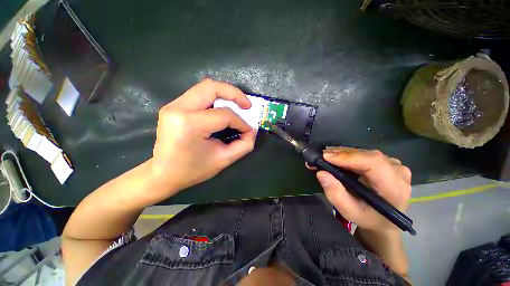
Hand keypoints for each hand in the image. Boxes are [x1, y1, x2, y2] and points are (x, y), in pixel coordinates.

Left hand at [150, 79, 256, 198]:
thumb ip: (244, 145)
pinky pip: (199, 94)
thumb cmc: (193, 170)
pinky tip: (222, 108)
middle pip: (212, 88)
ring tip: (237, 105)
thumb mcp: (224, 160)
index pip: (224, 115)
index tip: (248, 130)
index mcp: (190, 124)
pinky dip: (215, 98)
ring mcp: (173, 105)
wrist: (162, 174)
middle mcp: (179, 109)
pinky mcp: (173, 106)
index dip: (241, 122)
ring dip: (225, 94)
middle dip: (234, 94)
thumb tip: (252, 130)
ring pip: (205, 87)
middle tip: (247, 105)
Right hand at [315, 148, 411, 233]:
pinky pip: (363, 154)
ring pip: (362, 152)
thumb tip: (321, 173)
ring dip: (341, 154)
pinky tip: (335, 159)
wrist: (385, 220)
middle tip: (320, 157)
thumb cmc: (368, 218)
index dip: (348, 157)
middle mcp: (397, 171)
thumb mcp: (350, 212)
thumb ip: (336, 194)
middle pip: (365, 155)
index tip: (325, 157)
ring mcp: (393, 164)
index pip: (373, 163)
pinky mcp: (386, 161)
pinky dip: (346, 155)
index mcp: (394, 187)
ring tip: (324, 158)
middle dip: (339, 155)